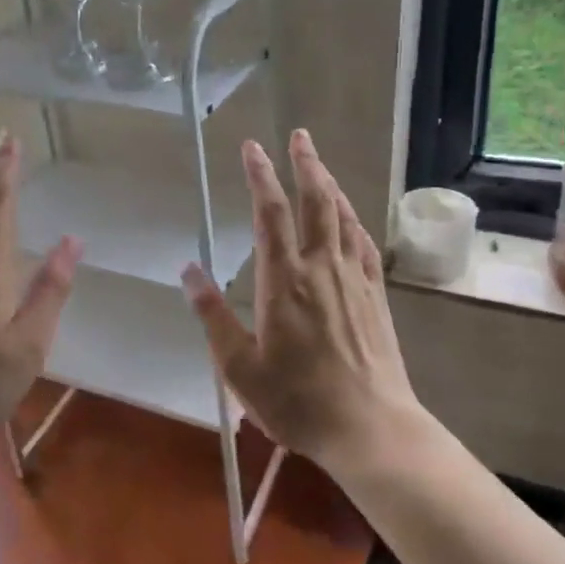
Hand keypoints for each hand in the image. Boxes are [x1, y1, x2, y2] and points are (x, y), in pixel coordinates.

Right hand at [181, 130, 420, 474]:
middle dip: (305, 164)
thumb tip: (188, 271)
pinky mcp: (376, 296)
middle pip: (315, 201)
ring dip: (330, 184)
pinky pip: (365, 244)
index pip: (270, 213)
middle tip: (298, 135)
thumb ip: (212, 316)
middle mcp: (322, 268)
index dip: (260, 175)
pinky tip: (349, 217)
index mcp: (284, 281)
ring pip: (343, 217)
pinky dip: (353, 220)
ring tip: (319, 164)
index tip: (251, 147)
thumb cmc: (297, 402)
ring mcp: (354, 279)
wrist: (370, 428)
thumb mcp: (239, 368)